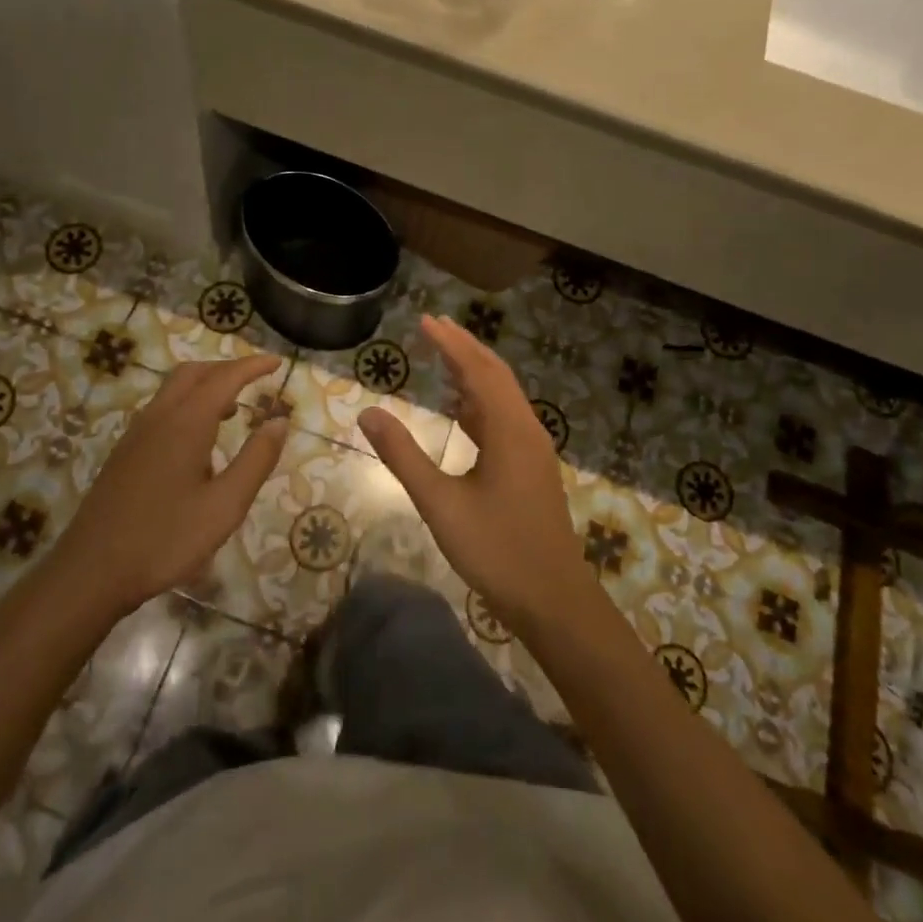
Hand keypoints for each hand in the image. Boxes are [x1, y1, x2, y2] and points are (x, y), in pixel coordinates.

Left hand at [50, 355, 287, 619]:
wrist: (90, 573)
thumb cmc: (165, 540)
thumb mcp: (224, 506)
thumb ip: (256, 460)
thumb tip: (279, 421)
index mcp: (186, 422)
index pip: (225, 378)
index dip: (252, 366)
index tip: (277, 361)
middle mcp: (159, 417)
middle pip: (194, 373)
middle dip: (226, 368)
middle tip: (255, 379)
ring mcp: (136, 434)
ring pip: (173, 389)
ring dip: (206, 386)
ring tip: (233, 408)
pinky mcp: (125, 453)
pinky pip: (162, 409)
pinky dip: (188, 404)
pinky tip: (198, 441)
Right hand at [359, 316, 593, 627]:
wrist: (554, 600)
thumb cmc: (496, 550)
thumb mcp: (440, 504)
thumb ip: (403, 456)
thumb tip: (368, 413)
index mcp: (508, 429)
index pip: (477, 370)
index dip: (450, 343)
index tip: (426, 320)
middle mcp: (525, 429)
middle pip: (495, 374)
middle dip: (465, 348)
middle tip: (435, 326)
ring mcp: (533, 449)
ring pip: (502, 396)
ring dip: (474, 373)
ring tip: (444, 357)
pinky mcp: (532, 468)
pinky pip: (505, 418)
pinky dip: (481, 402)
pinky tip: (462, 410)